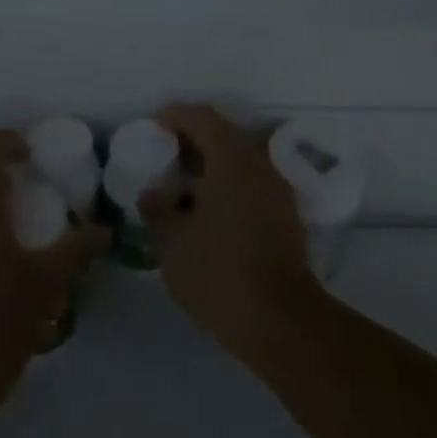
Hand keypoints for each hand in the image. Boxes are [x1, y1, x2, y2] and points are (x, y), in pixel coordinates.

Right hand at [139, 105, 321, 362]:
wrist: (282, 321)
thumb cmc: (220, 272)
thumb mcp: (173, 243)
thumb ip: (158, 210)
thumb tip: (151, 194)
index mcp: (232, 158)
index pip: (203, 118)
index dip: (177, 116)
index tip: (156, 124)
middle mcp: (259, 163)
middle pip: (225, 135)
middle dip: (194, 139)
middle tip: (167, 153)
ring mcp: (277, 189)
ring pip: (240, 161)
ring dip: (212, 165)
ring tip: (183, 186)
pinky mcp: (285, 215)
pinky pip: (251, 183)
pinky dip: (228, 185)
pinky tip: (207, 211)